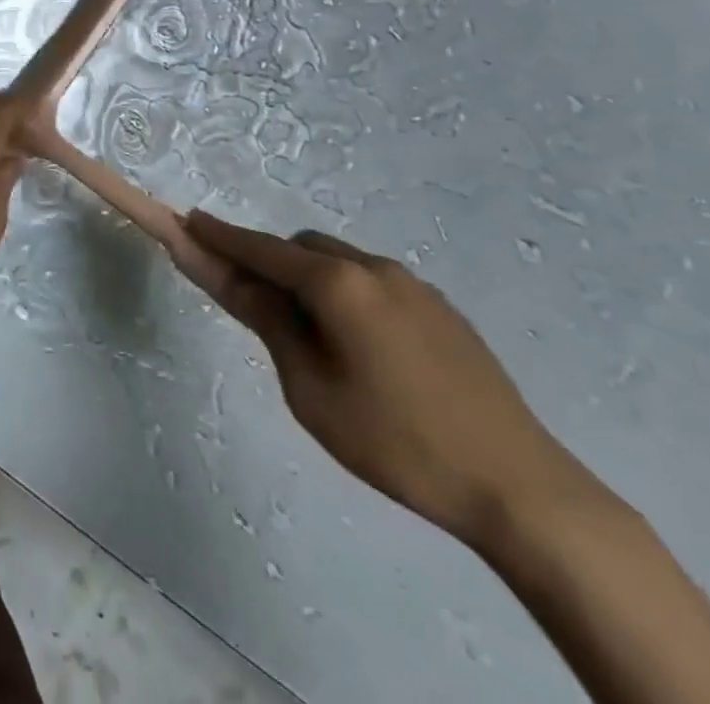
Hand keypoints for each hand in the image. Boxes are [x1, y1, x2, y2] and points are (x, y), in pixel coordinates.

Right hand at [182, 214, 598, 549]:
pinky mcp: (442, 308)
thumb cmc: (396, 442)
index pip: (262, 249)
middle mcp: (374, 267)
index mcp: (337, 283)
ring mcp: (413, 284)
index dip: (221, 236)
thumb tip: (229, 276)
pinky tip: (363, 349)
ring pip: (340, 262)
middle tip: (256, 309)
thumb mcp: (311, 389)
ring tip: (314, 340)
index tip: (188, 221)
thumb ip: (268, 322)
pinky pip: (374, 283)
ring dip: (311, 279)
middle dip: (270, 264)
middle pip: (301, 248)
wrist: (520, 487)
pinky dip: (347, 294)